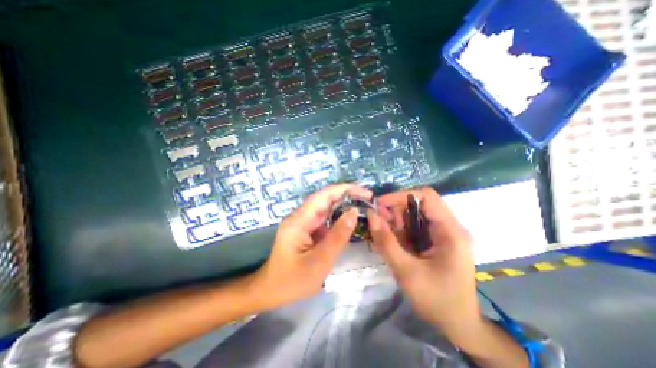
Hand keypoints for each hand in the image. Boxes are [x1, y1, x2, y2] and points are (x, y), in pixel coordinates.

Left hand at [253, 184, 370, 306]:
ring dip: (343, 205)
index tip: (365, 193)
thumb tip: (354, 211)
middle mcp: (300, 216)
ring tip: (363, 206)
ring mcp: (303, 222)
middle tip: (368, 199)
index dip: (344, 190)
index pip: (323, 196)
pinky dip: (338, 216)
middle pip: (325, 198)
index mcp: (299, 220)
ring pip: (325, 207)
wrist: (271, 291)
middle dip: (347, 195)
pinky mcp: (306, 229)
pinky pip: (324, 218)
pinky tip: (349, 219)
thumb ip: (338, 236)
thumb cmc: (293, 281)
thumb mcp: (319, 261)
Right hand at [367, 189, 480, 328]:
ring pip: (414, 216)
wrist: (458, 325)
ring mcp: (443, 234)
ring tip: (382, 234)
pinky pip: (415, 228)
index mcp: (450, 231)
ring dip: (396, 221)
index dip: (401, 196)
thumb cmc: (436, 300)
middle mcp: (449, 227)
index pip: (426, 197)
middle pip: (418, 205)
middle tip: (377, 222)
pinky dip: (400, 231)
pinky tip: (390, 240)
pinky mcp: (436, 241)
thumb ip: (386, 242)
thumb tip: (371, 215)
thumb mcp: (406, 271)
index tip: (379, 204)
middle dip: (395, 211)